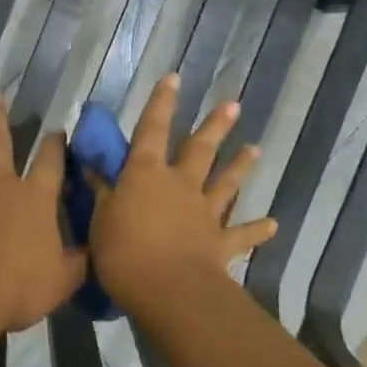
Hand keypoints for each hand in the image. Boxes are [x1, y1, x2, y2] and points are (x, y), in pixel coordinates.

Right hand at [87, 74, 277, 308]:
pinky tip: (273, 224)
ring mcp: (204, 213)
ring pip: (225, 183)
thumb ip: (102, 193)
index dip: (161, 104)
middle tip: (233, 105)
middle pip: (199, 149)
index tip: (174, 78)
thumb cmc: (124, 251)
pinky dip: (258, 229)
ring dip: (240, 166)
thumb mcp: (101, 219)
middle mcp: (180, 185)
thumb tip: (93, 168)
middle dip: (214, 126)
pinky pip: (242, 234)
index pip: (151, 130)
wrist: (168, 288)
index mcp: (146, 174)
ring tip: (255, 149)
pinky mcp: (220, 243)